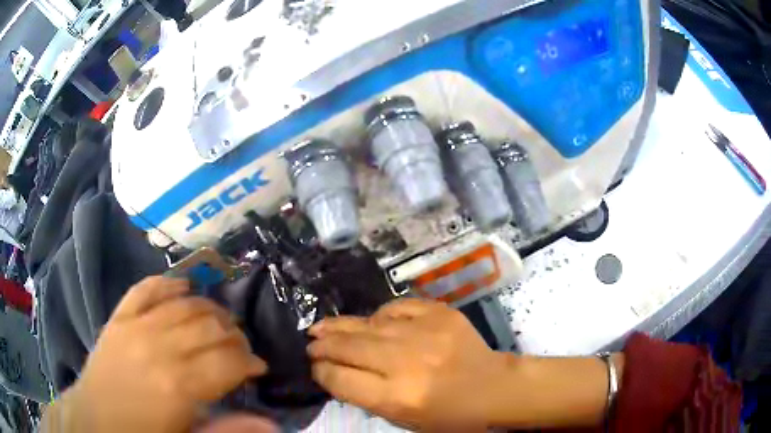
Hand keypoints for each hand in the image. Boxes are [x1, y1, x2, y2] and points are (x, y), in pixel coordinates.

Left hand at [46, 276, 267, 432]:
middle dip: (234, 335)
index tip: (258, 368)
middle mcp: (160, 347)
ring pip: (185, 304)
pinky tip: (184, 286)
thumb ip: (227, 431)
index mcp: (179, 385)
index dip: (250, 361)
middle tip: (240, 348)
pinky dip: (168, 283)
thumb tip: (270, 422)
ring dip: (210, 310)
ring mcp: (136, 326)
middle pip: (210, 326)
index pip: (228, 360)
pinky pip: (147, 288)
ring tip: (220, 323)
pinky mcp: (119, 317)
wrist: (96, 419)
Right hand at [309, 298, 619, 430]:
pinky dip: (379, 316)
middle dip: (322, 346)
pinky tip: (371, 323)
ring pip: (366, 324)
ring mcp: (424, 332)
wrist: (493, 387)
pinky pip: (395, 308)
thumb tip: (335, 373)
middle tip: (311, 343)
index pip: (341, 380)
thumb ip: (366, 397)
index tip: (315, 369)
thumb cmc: (448, 415)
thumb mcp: (403, 419)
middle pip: (348, 348)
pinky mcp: (439, 313)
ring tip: (321, 327)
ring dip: (339, 327)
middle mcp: (406, 362)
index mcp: (397, 396)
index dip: (321, 373)